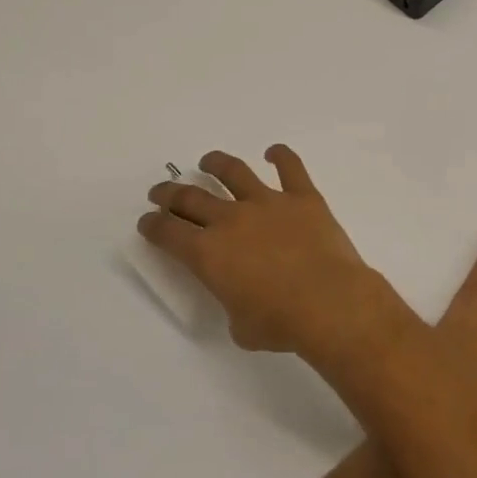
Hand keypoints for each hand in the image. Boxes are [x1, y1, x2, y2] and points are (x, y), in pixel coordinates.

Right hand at [138, 145, 397, 356]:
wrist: (329, 301)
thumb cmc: (280, 322)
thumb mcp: (239, 326)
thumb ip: (232, 301)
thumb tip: (243, 295)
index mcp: (208, 253)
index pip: (168, 233)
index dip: (153, 225)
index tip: (148, 221)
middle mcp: (231, 219)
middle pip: (191, 197)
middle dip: (170, 193)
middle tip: (162, 191)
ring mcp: (268, 203)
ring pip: (234, 172)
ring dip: (216, 163)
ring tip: (208, 161)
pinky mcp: (303, 197)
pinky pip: (290, 166)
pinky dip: (281, 155)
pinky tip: (274, 152)